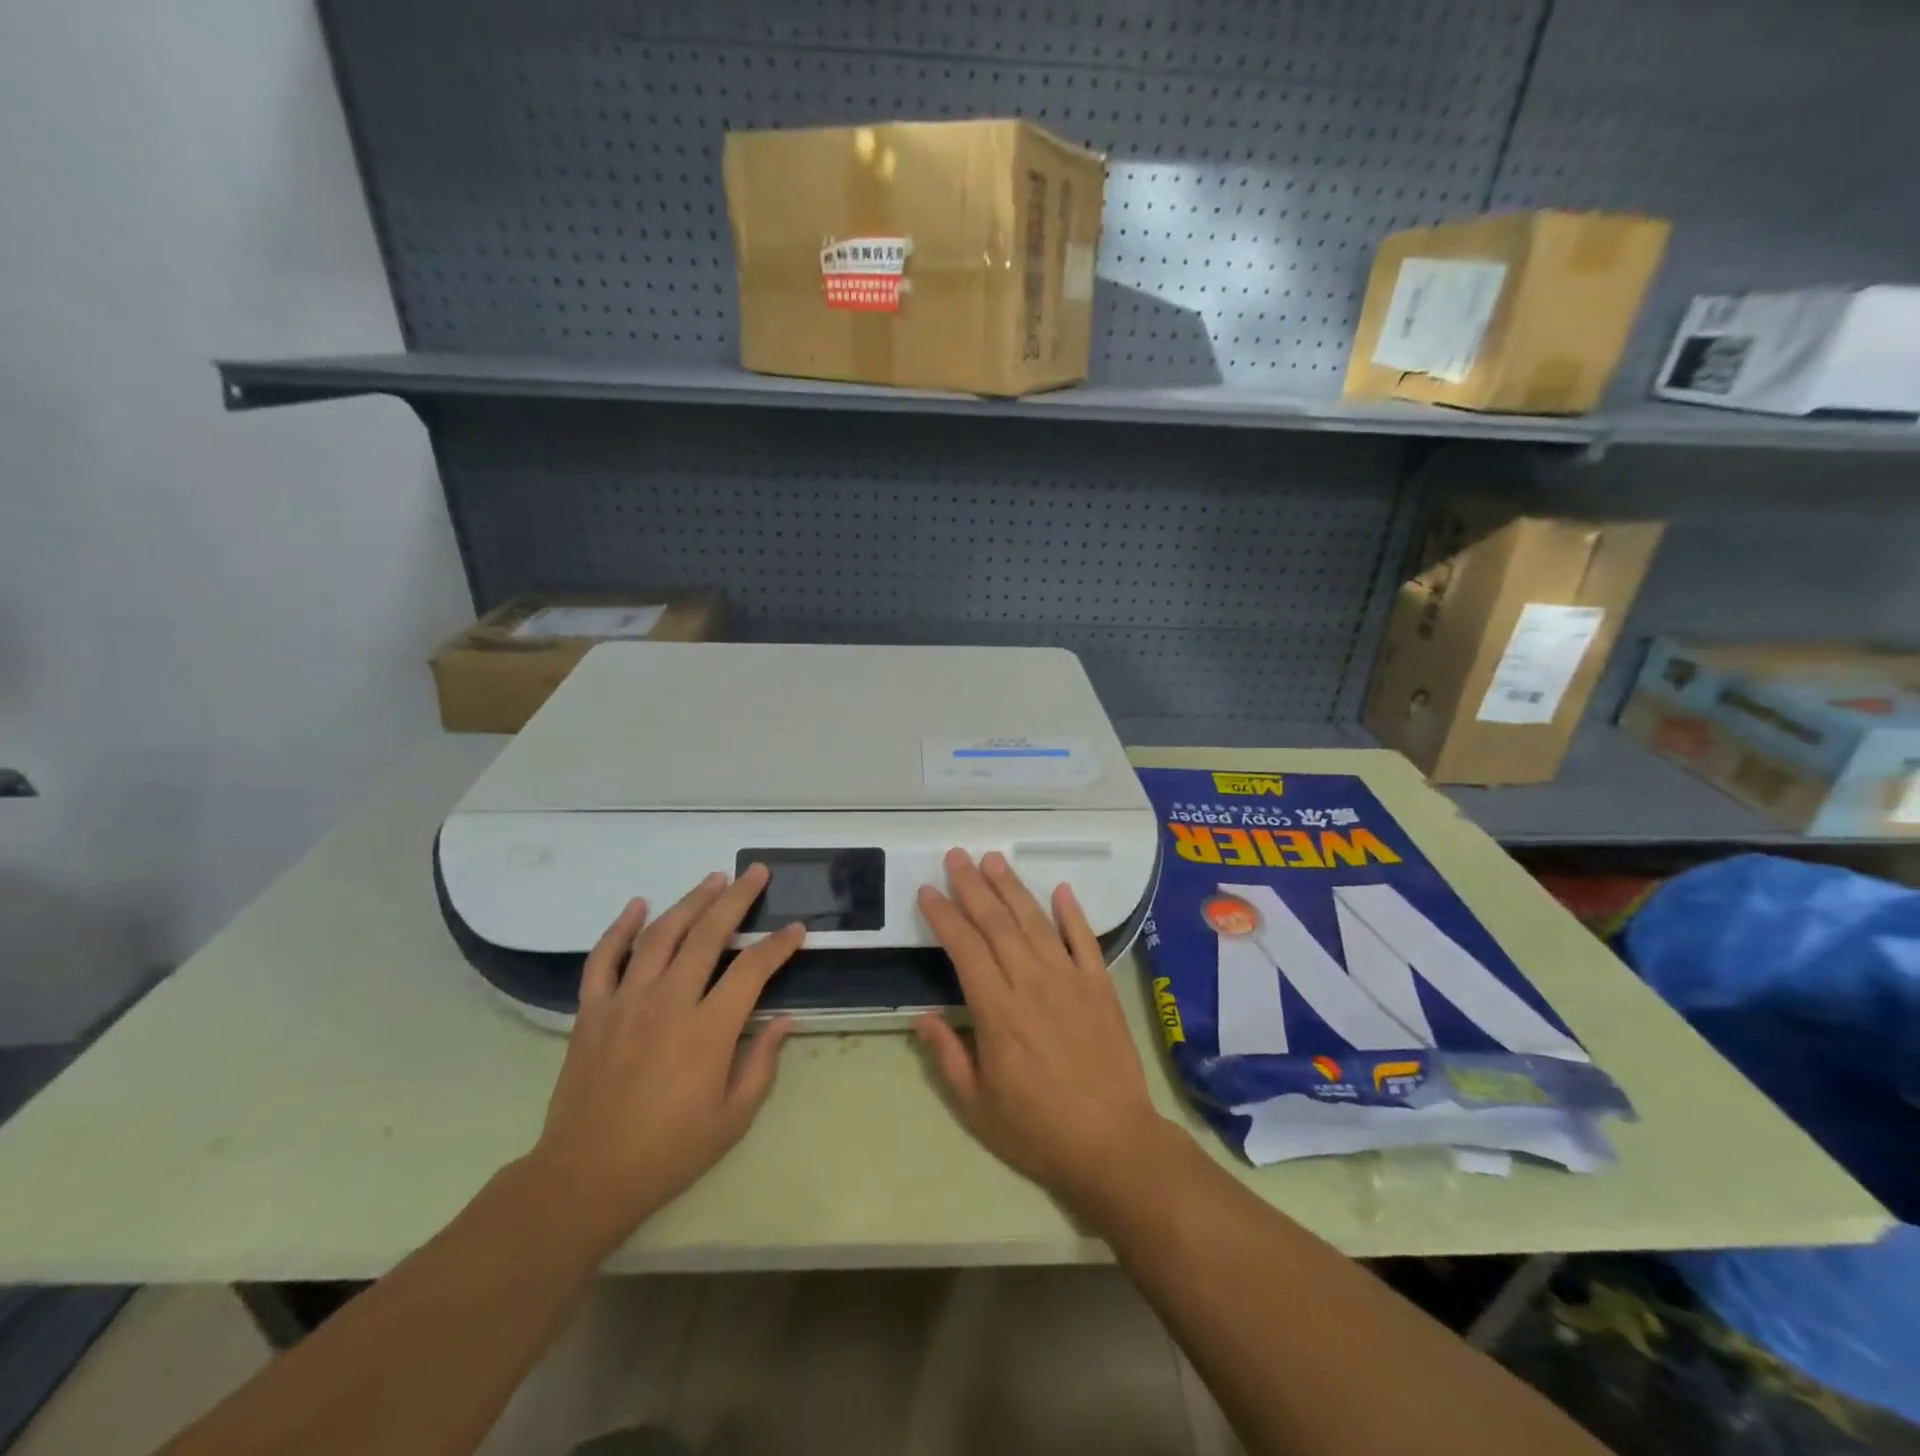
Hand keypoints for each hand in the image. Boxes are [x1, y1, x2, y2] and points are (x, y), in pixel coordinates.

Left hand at [527, 866, 805, 1253]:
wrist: (585, 1177)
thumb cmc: (669, 1152)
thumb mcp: (732, 1118)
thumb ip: (762, 1063)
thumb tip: (784, 1019)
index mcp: (709, 1029)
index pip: (753, 969)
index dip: (779, 945)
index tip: (797, 929)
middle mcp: (669, 1002)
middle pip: (709, 934)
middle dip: (737, 898)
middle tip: (755, 872)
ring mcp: (626, 1002)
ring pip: (661, 935)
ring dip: (690, 901)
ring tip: (712, 879)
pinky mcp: (592, 1011)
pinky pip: (604, 958)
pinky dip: (619, 928)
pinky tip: (637, 905)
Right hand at [913, 849, 1175, 1213]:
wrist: (1112, 1142)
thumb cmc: (1037, 1129)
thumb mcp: (978, 1106)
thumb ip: (948, 1056)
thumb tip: (921, 1016)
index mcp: (998, 1011)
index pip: (965, 949)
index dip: (945, 916)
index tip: (929, 891)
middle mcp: (1032, 983)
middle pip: (998, 924)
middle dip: (974, 886)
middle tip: (957, 855)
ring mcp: (1071, 980)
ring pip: (1036, 922)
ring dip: (1013, 888)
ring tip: (994, 860)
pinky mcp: (1101, 986)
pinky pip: (1085, 940)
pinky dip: (1072, 913)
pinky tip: (1061, 889)